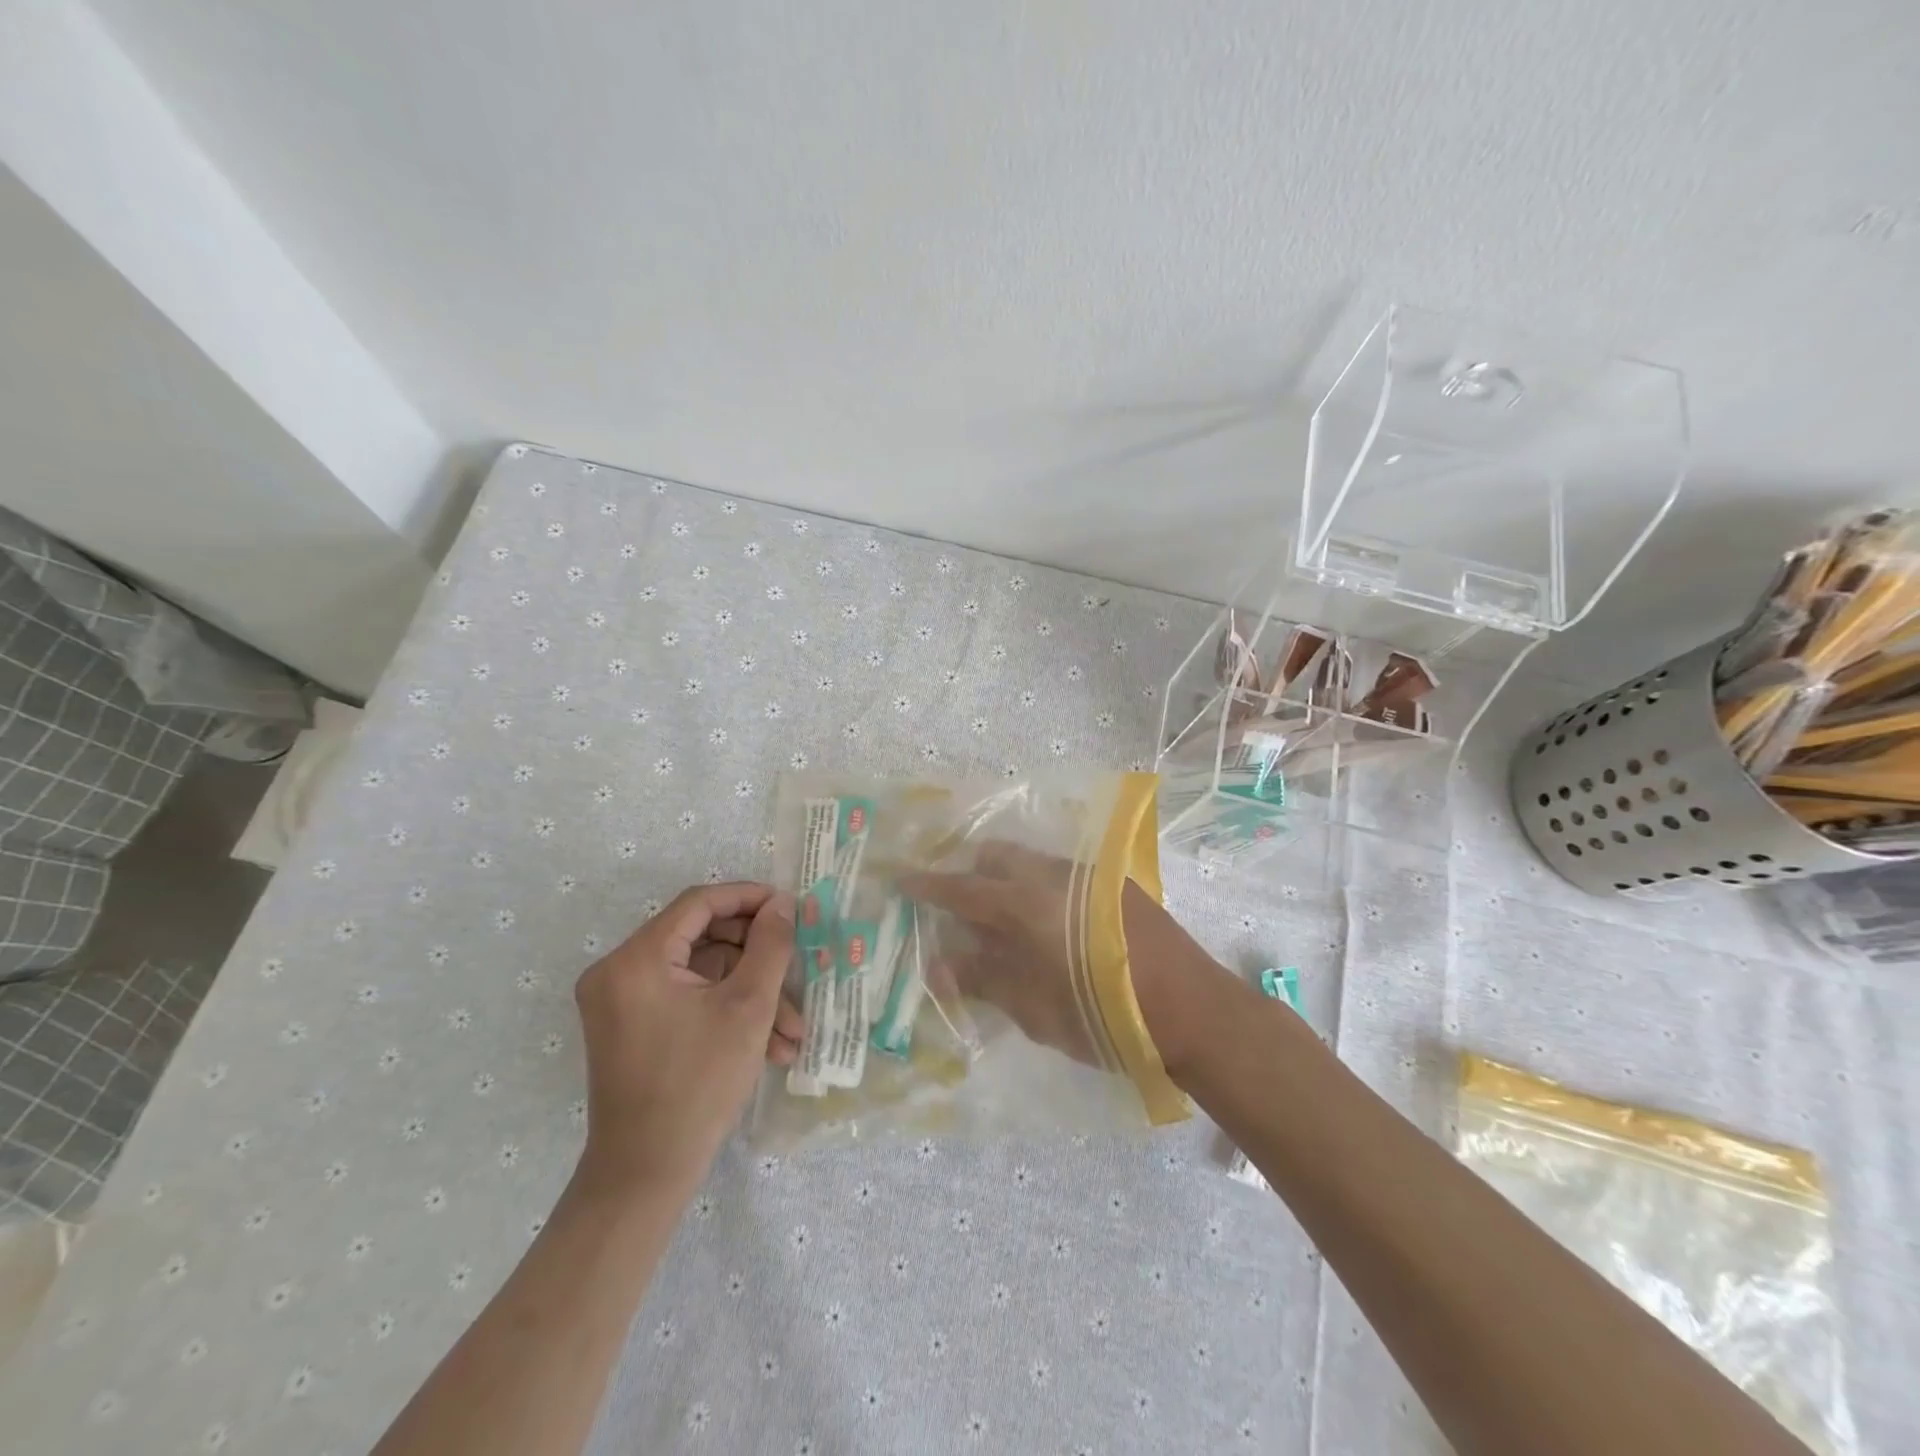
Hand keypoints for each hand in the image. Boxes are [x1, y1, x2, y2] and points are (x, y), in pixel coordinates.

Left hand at [572, 883, 799, 1199]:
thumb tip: (783, 904)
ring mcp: (622, 1002)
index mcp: (637, 959)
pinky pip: (687, 1000)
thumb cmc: (699, 1084)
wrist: (645, 1175)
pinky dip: (726, 1014)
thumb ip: (771, 946)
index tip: (789, 907)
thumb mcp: (748, 1008)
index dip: (749, 898)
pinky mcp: (631, 1027)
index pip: (699, 903)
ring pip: (702, 975)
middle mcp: (619, 971)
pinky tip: (770, 1046)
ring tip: (793, 1032)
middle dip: (757, 962)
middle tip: (797, 972)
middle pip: (703, 939)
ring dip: (750, 996)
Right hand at [901, 843, 1209, 1077]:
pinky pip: (1060, 874)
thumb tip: (940, 963)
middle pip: (997, 857)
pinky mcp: (1115, 885)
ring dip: (1007, 881)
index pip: (963, 888)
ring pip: (1031, 863)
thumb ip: (983, 979)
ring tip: (1002, 922)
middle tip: (957, 908)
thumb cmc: (1105, 1018)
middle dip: (971, 873)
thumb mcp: (1035, 1009)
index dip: (928, 884)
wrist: (1193, 1008)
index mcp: (1028, 903)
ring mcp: (1089, 875)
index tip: (902, 879)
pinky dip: (1038, 889)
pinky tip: (1047, 927)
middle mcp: (1055, 875)